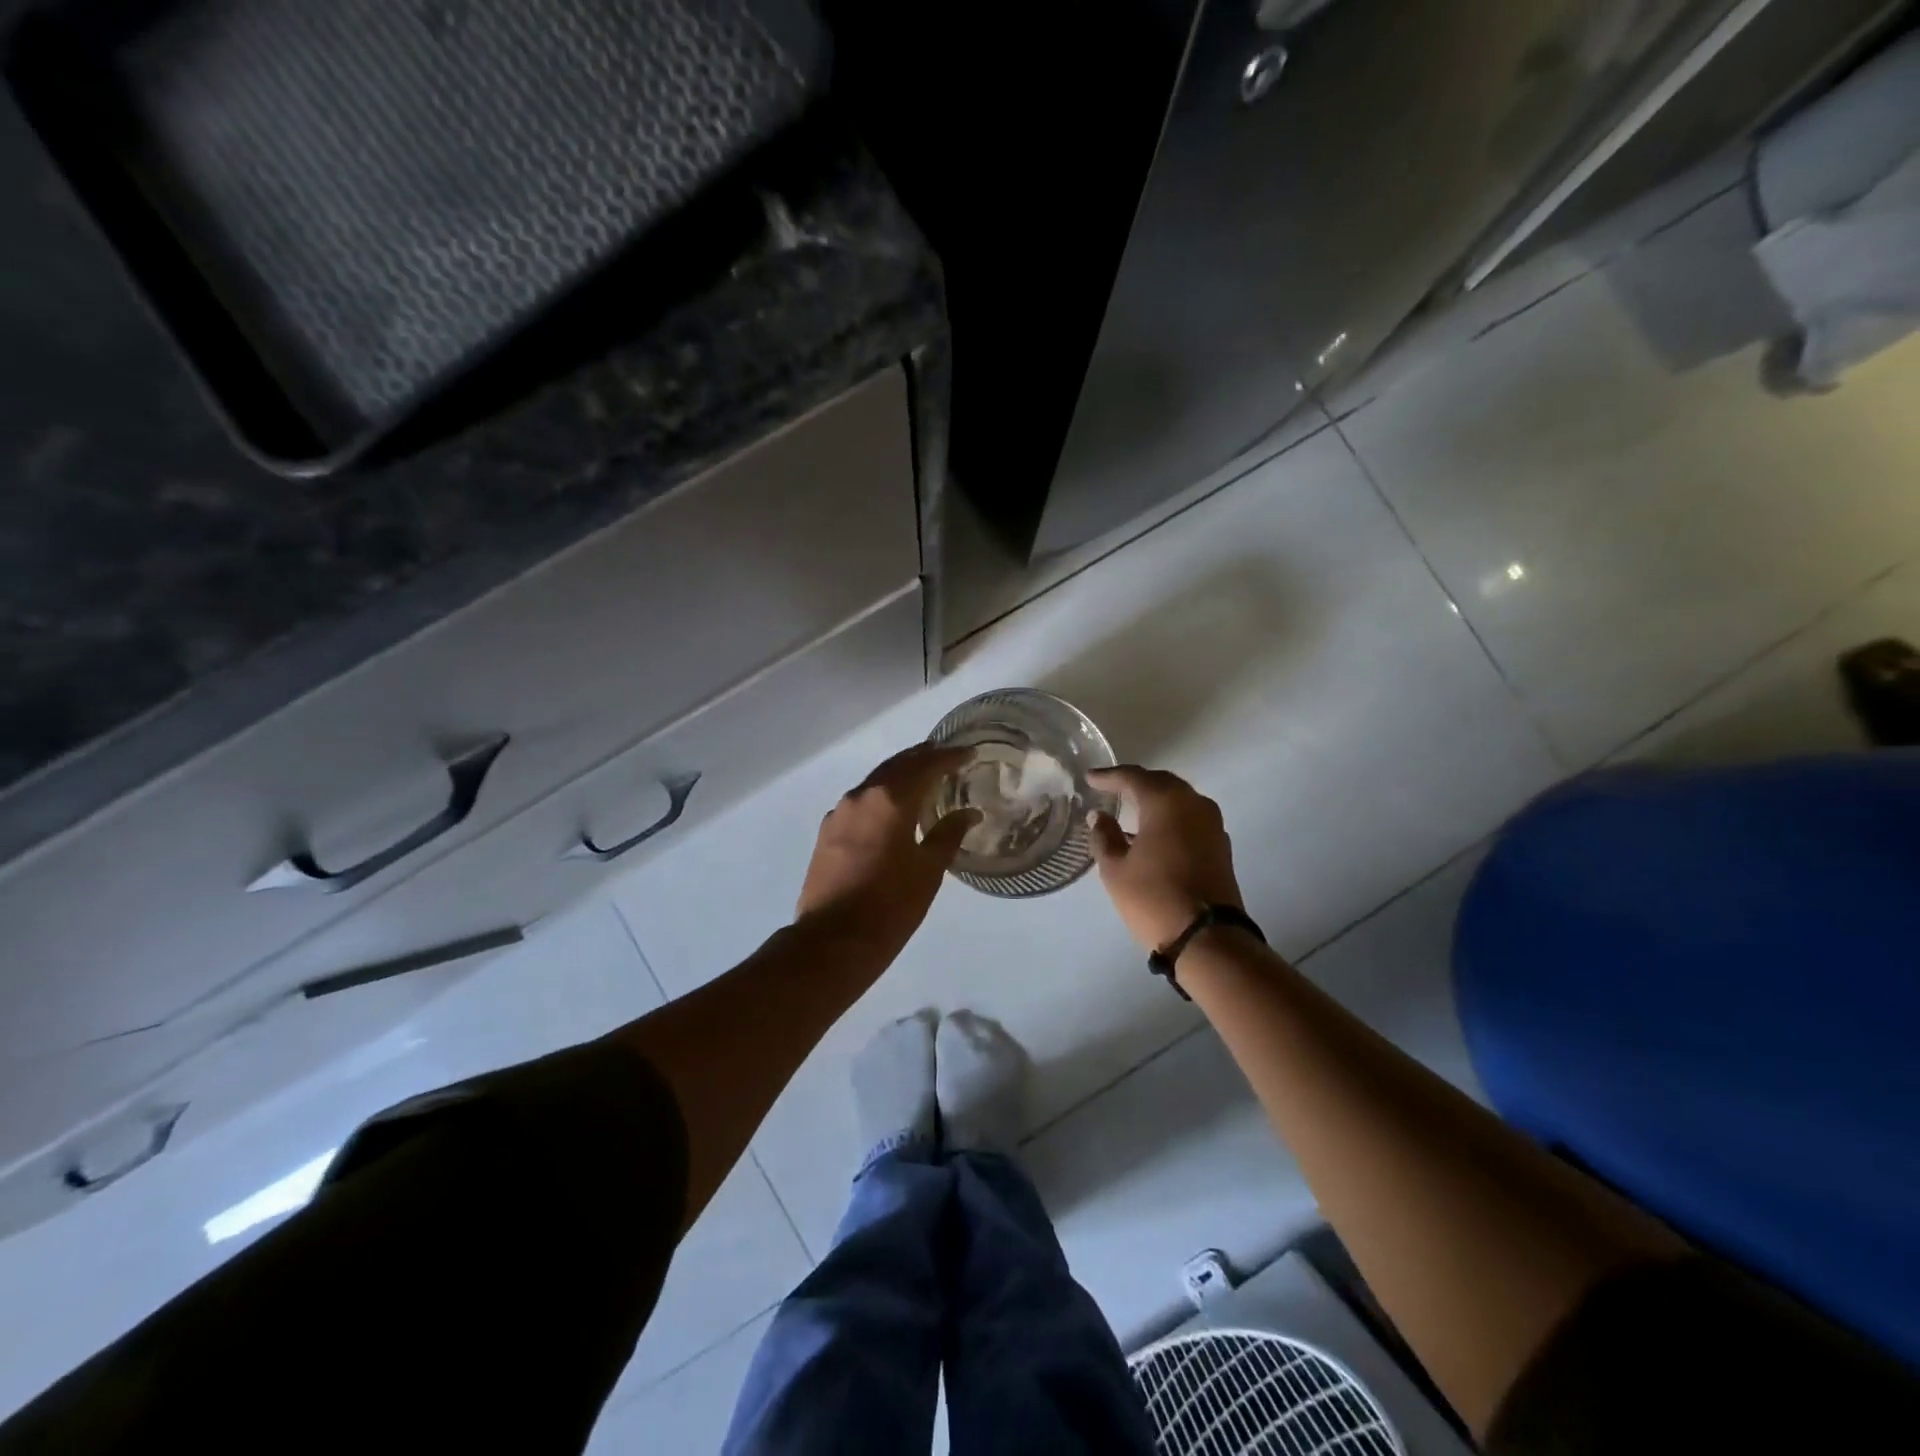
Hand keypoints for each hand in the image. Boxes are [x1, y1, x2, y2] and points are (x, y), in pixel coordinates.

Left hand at [795, 744, 979, 960]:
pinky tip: (890, 807)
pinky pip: (860, 801)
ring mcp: (840, 813)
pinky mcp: (827, 831)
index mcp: (890, 800)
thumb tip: (968, 813)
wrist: (833, 941)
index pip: (926, 766)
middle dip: (922, 758)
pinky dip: (881, 794)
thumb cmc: (890, 906)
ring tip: (922, 776)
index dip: (949, 758)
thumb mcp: (928, 871)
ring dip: (899, 774)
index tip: (969, 753)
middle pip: (897, 765)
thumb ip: (948, 835)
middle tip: (945, 755)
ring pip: (875, 781)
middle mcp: (862, 796)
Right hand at [1086, 766, 1244, 950]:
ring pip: (1180, 800)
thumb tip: (1100, 816)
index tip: (1090, 778)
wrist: (1207, 938)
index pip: (1134, 778)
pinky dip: (1170, 818)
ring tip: (1131, 808)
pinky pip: (1190, 819)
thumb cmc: (1154, 897)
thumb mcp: (1116, 869)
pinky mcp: (1220, 846)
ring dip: (1155, 800)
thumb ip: (1105, 836)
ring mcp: (1212, 825)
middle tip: (1111, 787)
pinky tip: (1153, 832)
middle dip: (1136, 783)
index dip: (1109, 776)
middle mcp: (1194, 804)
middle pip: (1161, 783)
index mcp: (1167, 802)